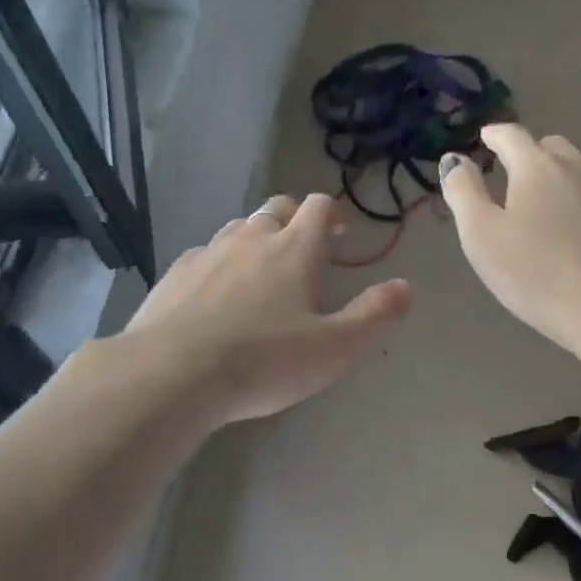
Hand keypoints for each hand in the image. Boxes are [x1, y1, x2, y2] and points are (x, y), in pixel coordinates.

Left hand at [124, 193, 411, 425]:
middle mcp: (250, 239)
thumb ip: (374, 316)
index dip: (332, 214)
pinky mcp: (174, 275)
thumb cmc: (264, 362)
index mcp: (294, 250)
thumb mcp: (335, 348)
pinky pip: (203, 256)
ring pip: (237, 229)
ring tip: (261, 272)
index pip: (317, 207)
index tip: (339, 234)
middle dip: (294, 220)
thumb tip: (405, 287)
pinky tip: (215, 297)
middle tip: (304, 249)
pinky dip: (219, 264)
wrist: (174, 373)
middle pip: (276, 209)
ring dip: (255, 240)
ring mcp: (207, 253)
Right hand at [439, 123, 580, 348]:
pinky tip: (579, 226)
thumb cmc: (533, 271)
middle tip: (514, 177)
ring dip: (561, 174)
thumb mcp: (481, 234)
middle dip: (529, 155)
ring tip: (549, 199)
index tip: (484, 140)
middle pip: (550, 147)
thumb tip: (454, 159)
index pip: (511, 135)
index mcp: (536, 165)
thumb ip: (463, 192)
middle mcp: (576, 165)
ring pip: (580, 167)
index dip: (493, 136)